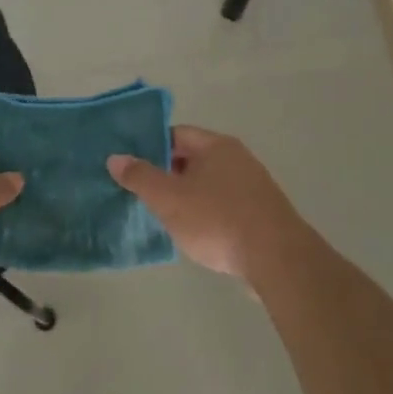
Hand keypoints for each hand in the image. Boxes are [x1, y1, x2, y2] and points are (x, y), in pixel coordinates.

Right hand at [108, 125, 312, 282]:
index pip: (176, 134)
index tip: (130, 165)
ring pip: (208, 184)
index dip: (150, 147)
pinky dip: (205, 214)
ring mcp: (252, 186)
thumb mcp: (169, 198)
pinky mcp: (260, 213)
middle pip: (192, 159)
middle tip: (140, 192)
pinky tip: (194, 234)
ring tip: (162, 215)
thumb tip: (116, 157)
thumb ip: (140, 177)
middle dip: (166, 174)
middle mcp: (237, 158)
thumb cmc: (217, 220)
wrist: (276, 258)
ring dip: (186, 196)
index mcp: (216, 145)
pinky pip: (223, 205)